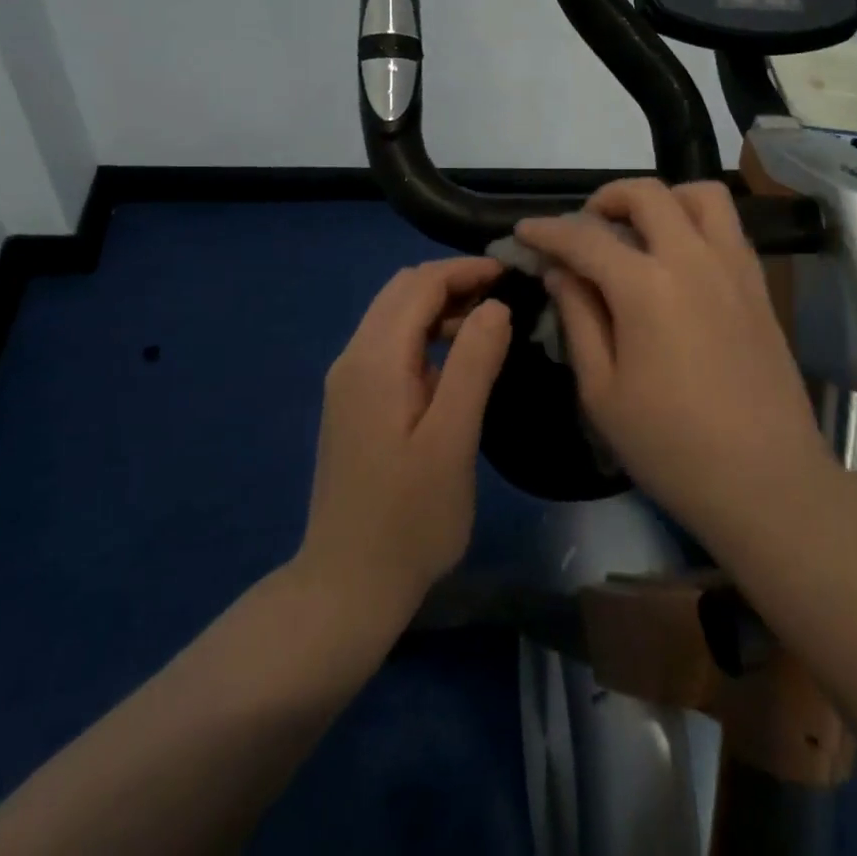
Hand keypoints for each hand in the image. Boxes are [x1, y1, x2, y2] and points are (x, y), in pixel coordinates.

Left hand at [297, 258, 511, 628]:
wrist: (346, 586)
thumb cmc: (408, 518)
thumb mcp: (452, 440)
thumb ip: (473, 365)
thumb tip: (495, 306)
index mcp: (375, 360)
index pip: (419, 284)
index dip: (464, 270)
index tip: (511, 272)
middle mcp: (353, 358)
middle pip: (402, 291)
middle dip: (452, 281)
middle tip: (503, 294)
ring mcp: (348, 381)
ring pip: (394, 316)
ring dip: (438, 306)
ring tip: (489, 323)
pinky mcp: (353, 403)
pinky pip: (391, 344)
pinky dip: (425, 334)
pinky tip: (456, 361)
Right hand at [515, 180, 831, 549]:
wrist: (767, 481)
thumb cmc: (671, 446)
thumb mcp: (602, 391)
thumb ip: (578, 319)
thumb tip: (560, 271)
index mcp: (646, 287)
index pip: (585, 238)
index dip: (548, 231)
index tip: (524, 231)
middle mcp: (693, 259)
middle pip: (646, 194)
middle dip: (605, 198)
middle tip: (585, 229)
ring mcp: (734, 267)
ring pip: (700, 194)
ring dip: (662, 199)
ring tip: (640, 231)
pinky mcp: (759, 284)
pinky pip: (728, 225)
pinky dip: (695, 220)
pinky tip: (679, 259)